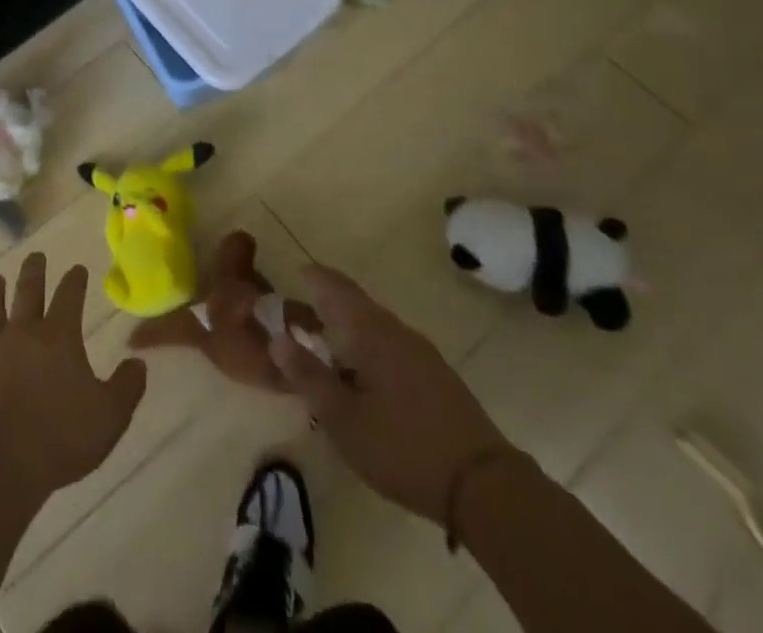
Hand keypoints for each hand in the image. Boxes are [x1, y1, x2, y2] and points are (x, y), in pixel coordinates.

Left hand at [0, 254, 147, 496]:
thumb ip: (127, 387)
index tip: (78, 269)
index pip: (70, 296)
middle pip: (29, 292)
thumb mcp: (110, 415)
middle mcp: (24, 332)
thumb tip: (139, 364)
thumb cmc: (63, 435)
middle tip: (35, 257)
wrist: (6, 461)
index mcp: (59, 336)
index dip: (75, 281)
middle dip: (34, 272)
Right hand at [269, 264, 515, 524]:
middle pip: (355, 305)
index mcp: (371, 330)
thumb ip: (308, 376)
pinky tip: (362, 381)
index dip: (313, 276)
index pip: (335, 286)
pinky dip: (368, 352)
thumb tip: (276, 338)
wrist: (487, 488)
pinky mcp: (437, 379)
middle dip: (326, 307)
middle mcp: (396, 331)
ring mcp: (422, 354)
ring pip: (374, 329)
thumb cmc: (403, 447)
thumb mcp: (343, 418)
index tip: (294, 273)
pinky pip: (391, 349)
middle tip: (298, 320)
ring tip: (325, 353)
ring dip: (347, 332)